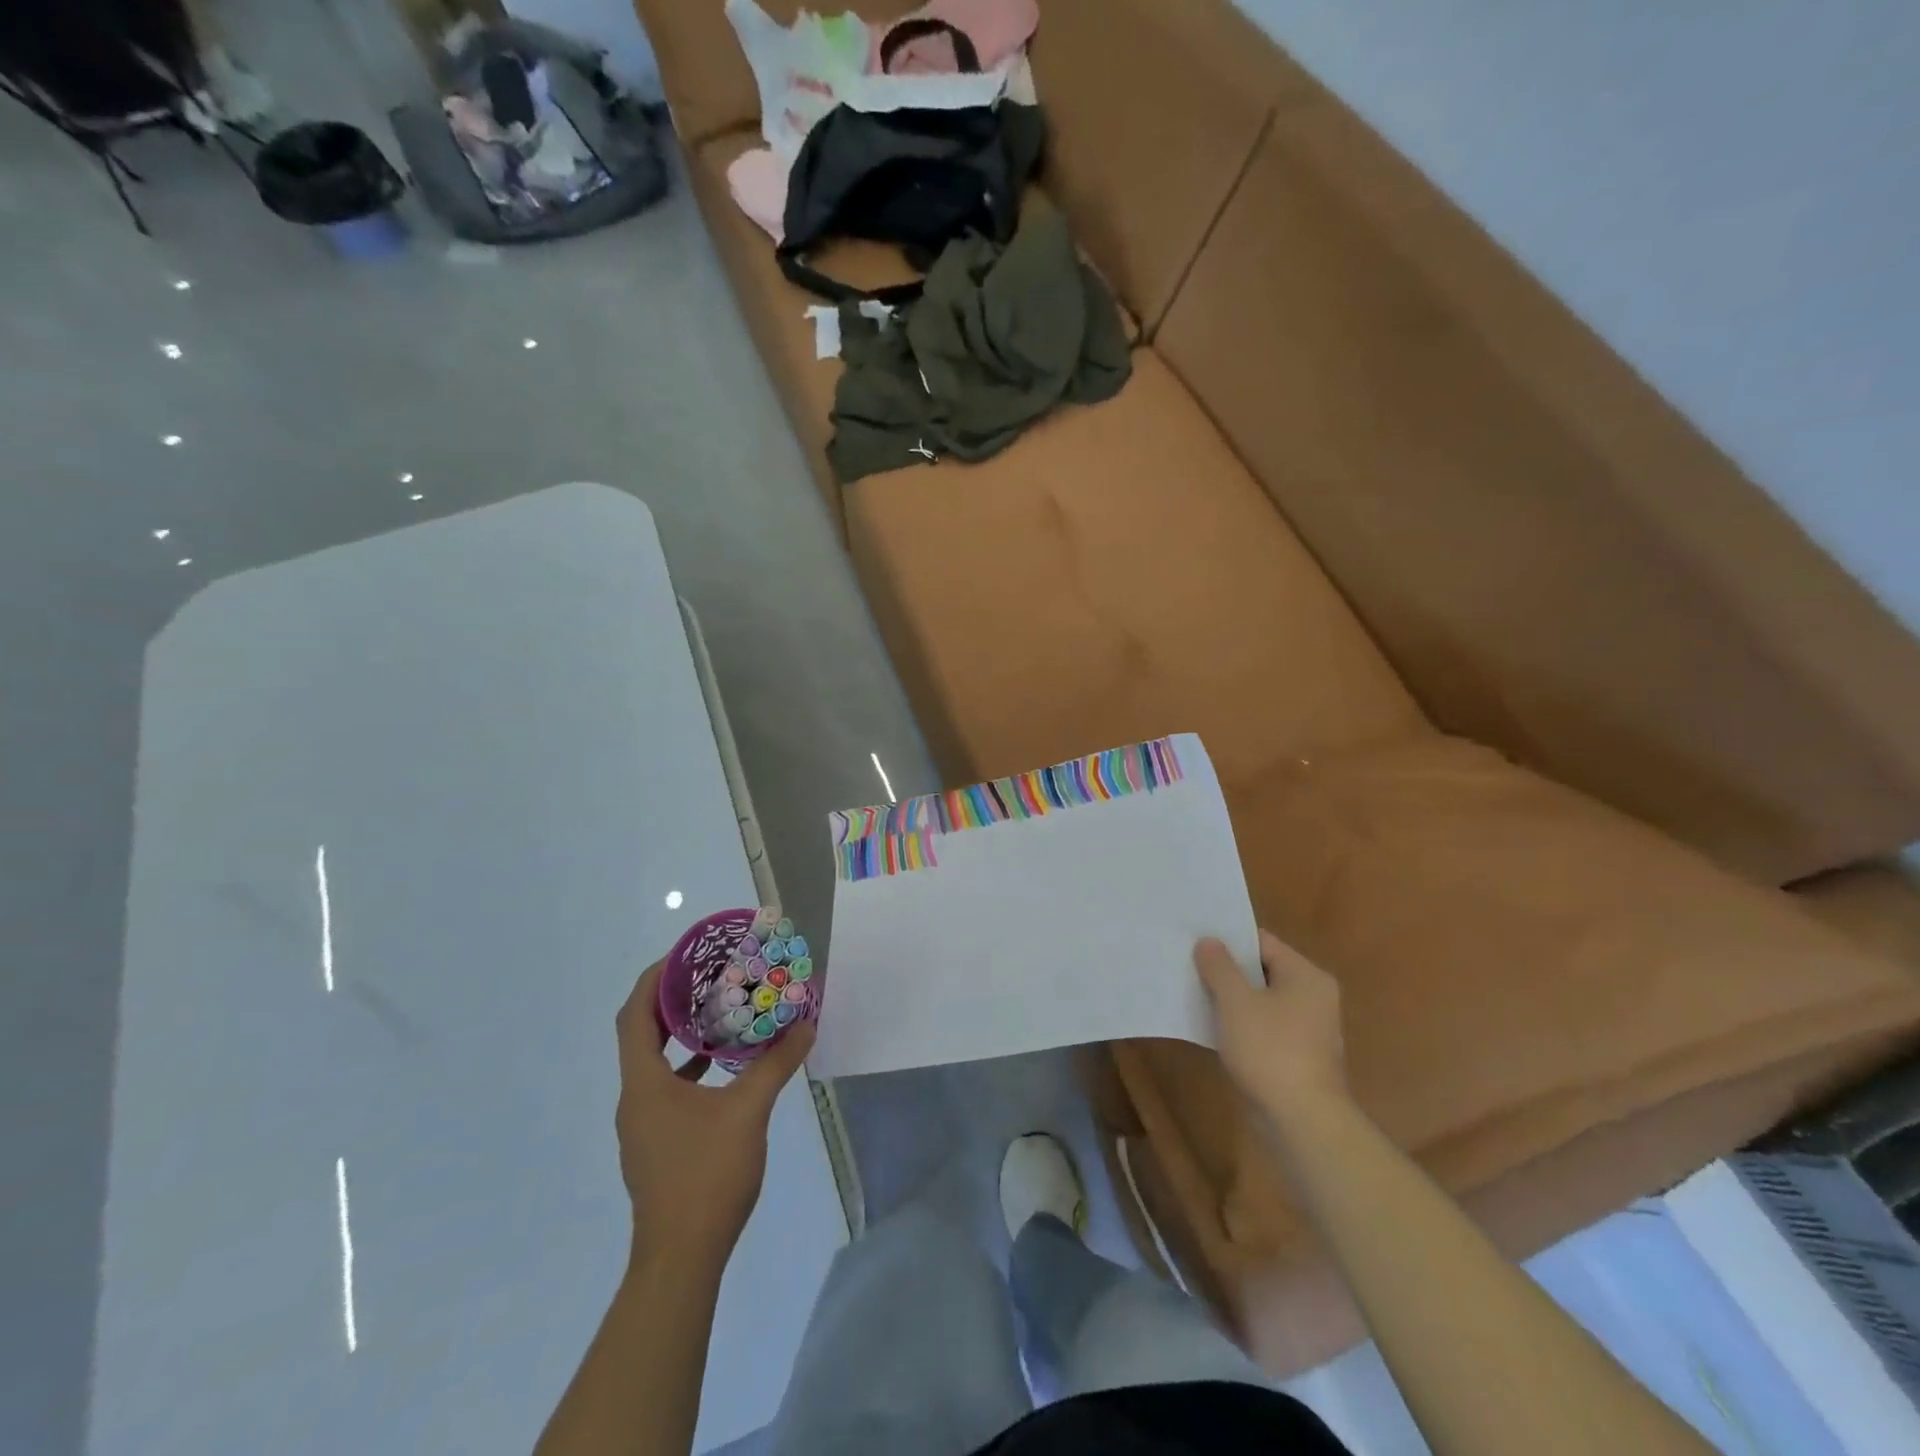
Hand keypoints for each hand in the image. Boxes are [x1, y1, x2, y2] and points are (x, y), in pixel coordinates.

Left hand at [614, 960, 815, 1267]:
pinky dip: (689, 1067)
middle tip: (709, 974)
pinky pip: (666, 1087)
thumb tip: (805, 1025)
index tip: (685, 955)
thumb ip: (776, 1064)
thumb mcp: (749, 1112)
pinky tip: (722, 1068)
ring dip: (681, 1034)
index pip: (635, 1015)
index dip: (655, 980)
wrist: (680, 1258)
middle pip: (641, 1034)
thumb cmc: (706, 1175)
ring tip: (719, 1011)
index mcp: (644, 1083)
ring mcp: (643, 1124)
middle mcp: (635, 1098)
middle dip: (672, 1000)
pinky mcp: (656, 1143)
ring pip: (654, 1062)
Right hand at [1194, 930, 1347, 1125]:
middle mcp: (1313, 997)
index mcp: (1306, 976)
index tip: (1195, 938)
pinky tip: (1210, 1026)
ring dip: (1229, 998)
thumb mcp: (1236, 1002)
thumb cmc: (1271, 1051)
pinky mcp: (1295, 1056)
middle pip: (1261, 970)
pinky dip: (1238, 1023)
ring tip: (1192, 991)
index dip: (1228, 938)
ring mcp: (1306, 1029)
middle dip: (1225, 969)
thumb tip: (1208, 941)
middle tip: (1188, 963)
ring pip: (1259, 1001)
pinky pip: (1262, 1027)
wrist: (1302, 1122)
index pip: (1262, 942)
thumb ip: (1219, 966)